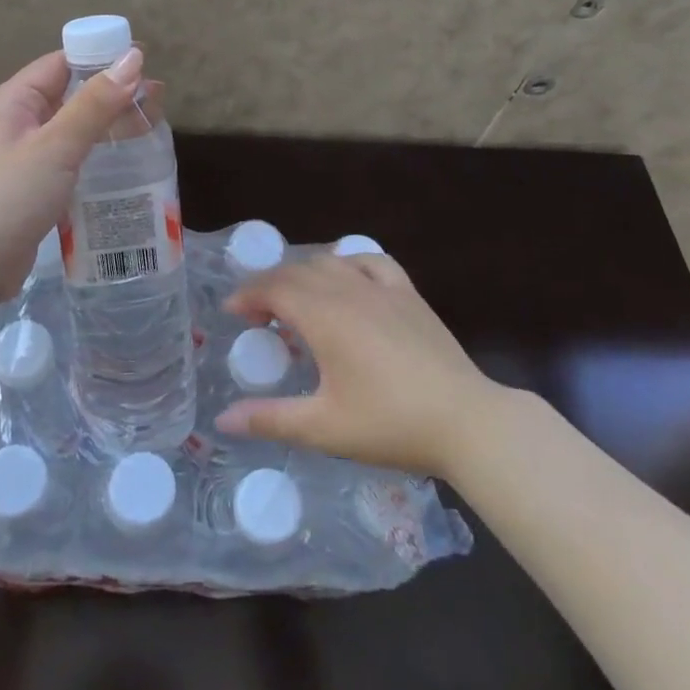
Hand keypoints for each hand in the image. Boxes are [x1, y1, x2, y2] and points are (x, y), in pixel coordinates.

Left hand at [0, 47, 143, 298]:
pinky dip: (96, 154)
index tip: (145, 61)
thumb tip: (133, 58)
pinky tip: (125, 162)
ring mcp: (23, 156)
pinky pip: (70, 158)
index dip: (102, 57)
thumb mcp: (56, 145)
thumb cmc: (9, 195)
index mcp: (14, 100)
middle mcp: (17, 122)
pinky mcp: (32, 187)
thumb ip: (95, 103)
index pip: (62, 63)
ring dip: (108, 124)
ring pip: (73, 128)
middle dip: (113, 93)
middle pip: (71, 95)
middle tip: (158, 99)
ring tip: (151, 126)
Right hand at [215, 254, 494, 477]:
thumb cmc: (390, 423)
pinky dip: (349, 263)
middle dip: (270, 286)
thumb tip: (223, 420)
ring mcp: (382, 288)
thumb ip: (270, 419)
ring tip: (296, 303)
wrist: (466, 421)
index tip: (232, 313)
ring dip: (304, 274)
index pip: (273, 288)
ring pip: (330, 262)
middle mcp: (348, 289)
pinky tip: (348, 280)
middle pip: (297, 271)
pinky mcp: (408, 294)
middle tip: (258, 317)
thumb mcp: (324, 428)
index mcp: (323, 315)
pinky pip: (371, 261)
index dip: (247, 295)